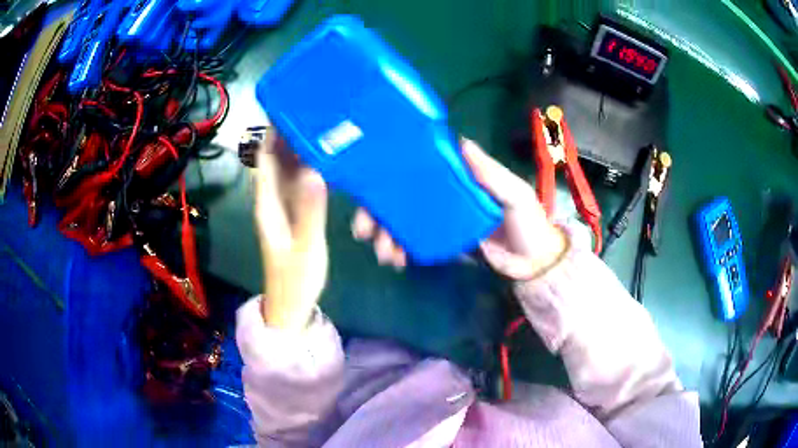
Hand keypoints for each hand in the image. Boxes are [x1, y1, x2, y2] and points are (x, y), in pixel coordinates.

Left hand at [253, 128, 328, 330]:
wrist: (291, 305)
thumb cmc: (295, 279)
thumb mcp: (305, 248)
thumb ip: (311, 212)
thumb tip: (317, 172)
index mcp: (268, 204)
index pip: (266, 159)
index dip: (273, 134)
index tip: (290, 109)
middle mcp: (272, 200)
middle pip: (276, 159)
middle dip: (289, 134)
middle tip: (313, 110)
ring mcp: (282, 207)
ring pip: (287, 169)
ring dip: (298, 148)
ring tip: (320, 125)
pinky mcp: (293, 214)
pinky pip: (298, 183)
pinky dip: (307, 167)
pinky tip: (323, 159)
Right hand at [352, 138, 567, 278]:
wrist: (532, 262)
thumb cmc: (527, 222)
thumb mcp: (514, 194)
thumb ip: (492, 174)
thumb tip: (462, 142)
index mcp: (457, 178)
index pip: (418, 169)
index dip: (390, 177)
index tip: (368, 190)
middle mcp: (443, 195)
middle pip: (401, 198)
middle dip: (378, 213)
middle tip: (364, 231)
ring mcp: (440, 220)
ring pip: (403, 222)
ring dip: (386, 235)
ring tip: (384, 254)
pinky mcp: (441, 243)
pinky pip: (415, 243)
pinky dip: (401, 250)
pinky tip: (397, 260)